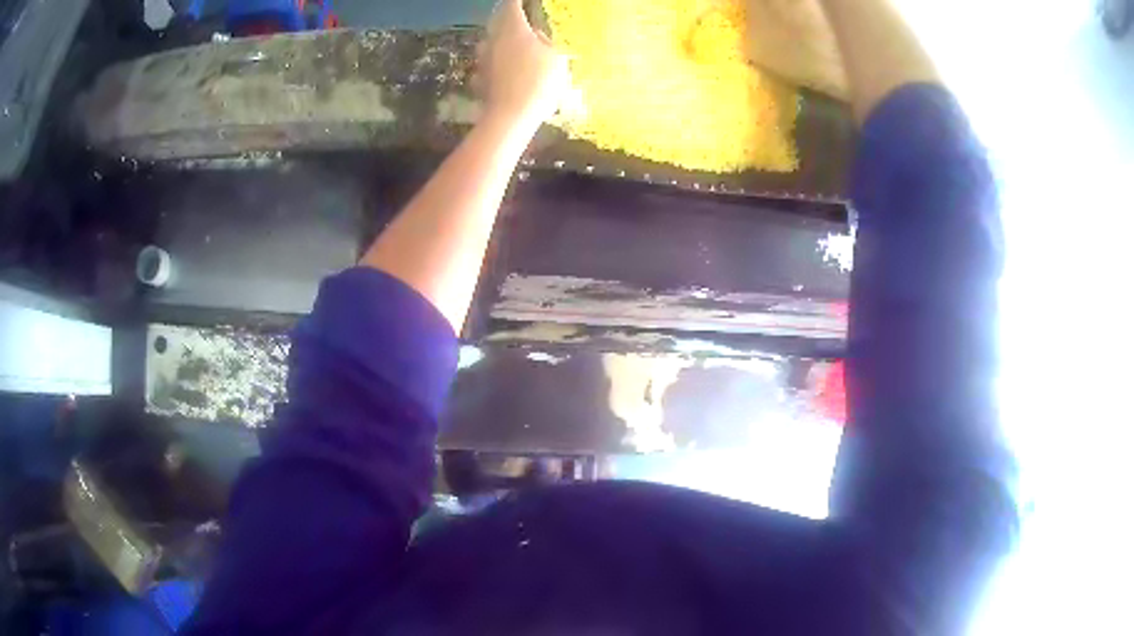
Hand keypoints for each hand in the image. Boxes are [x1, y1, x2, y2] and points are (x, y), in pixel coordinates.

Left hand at [479, 0, 569, 126]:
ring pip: (490, 43)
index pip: (512, 5)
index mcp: (513, 29)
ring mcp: (483, 60)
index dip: (517, 1)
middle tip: (520, 19)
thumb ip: (545, 43)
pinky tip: (504, 70)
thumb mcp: (556, 59)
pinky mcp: (479, 78)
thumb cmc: (539, 83)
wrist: (511, 117)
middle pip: (498, 22)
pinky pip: (488, 64)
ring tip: (514, 46)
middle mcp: (493, 40)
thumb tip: (535, 36)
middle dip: (508, 19)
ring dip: (500, 41)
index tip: (522, 1)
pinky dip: (496, 63)